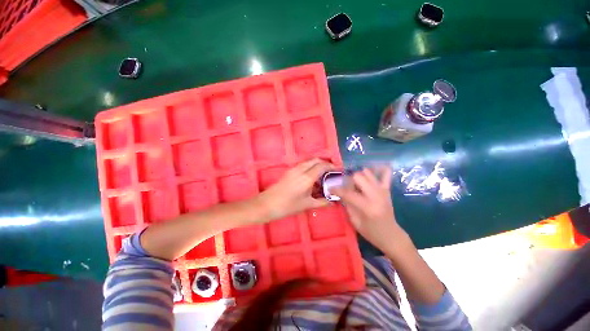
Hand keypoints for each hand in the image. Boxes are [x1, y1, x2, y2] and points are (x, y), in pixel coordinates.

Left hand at [257, 158, 334, 220]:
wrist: (266, 204)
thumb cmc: (287, 206)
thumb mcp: (307, 205)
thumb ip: (322, 202)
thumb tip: (334, 201)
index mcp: (307, 177)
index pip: (322, 165)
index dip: (332, 166)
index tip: (339, 171)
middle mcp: (301, 169)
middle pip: (316, 160)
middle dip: (325, 164)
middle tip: (332, 173)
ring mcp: (293, 169)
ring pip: (309, 162)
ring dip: (317, 165)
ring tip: (323, 176)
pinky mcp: (289, 171)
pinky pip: (303, 165)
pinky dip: (310, 168)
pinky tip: (312, 179)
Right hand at [332, 167, 403, 249]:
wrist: (391, 235)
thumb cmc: (371, 232)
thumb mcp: (355, 221)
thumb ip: (347, 204)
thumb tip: (340, 193)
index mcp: (367, 206)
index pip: (348, 193)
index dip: (336, 190)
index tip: (330, 189)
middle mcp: (375, 195)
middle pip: (358, 176)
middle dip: (349, 180)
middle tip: (346, 186)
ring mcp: (382, 190)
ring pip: (368, 173)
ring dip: (359, 176)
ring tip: (356, 183)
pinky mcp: (387, 189)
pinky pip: (386, 174)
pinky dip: (379, 170)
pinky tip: (372, 170)